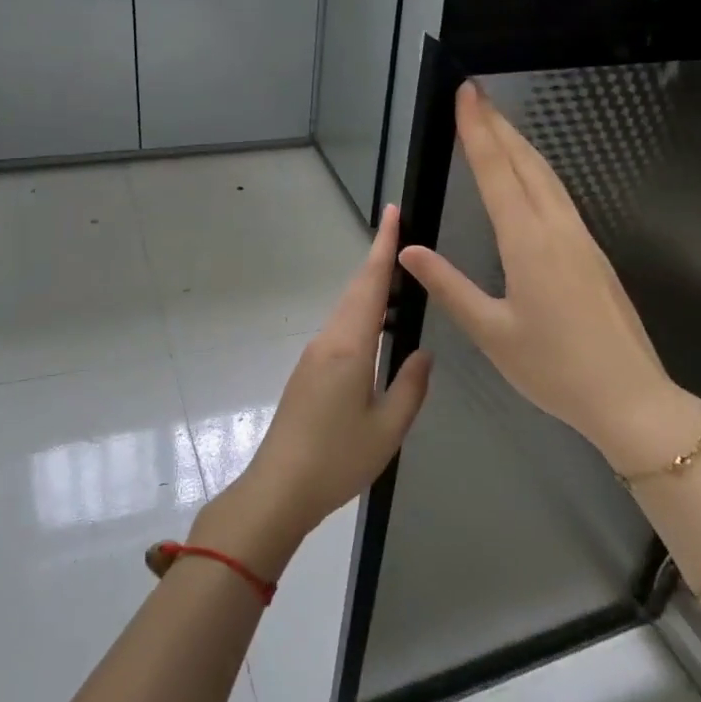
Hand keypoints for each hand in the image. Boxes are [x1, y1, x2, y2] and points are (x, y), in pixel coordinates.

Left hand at [193, 205, 432, 577]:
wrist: (278, 489)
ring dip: (371, 290)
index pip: (369, 284)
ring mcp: (314, 355)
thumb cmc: (337, 460)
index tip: (391, 212)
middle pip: (356, 291)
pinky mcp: (308, 372)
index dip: (383, 246)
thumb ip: (411, 386)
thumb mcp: (388, 428)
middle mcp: (328, 340)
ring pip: (347, 310)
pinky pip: (340, 330)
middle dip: (380, 261)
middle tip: (405, 239)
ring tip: (402, 281)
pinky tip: (379, 328)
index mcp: (349, 347)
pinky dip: (362, 316)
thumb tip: (422, 352)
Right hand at [398, 83, 700, 471]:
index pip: (497, 174)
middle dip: (498, 125)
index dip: (477, 131)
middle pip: (526, 163)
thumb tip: (409, 250)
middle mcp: (557, 229)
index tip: (466, 93)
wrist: (630, 396)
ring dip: (519, 144)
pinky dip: (536, 172)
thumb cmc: (554, 369)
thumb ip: (449, 286)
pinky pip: (560, 196)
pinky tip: (528, 175)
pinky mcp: (593, 252)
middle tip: (475, 93)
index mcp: (528, 244)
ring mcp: (581, 238)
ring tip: (496, 122)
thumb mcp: (492, 333)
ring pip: (547, 177)